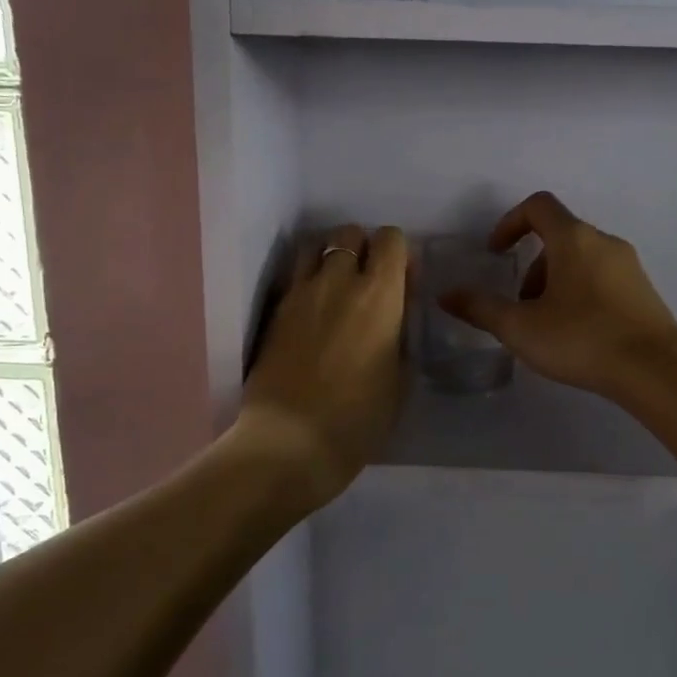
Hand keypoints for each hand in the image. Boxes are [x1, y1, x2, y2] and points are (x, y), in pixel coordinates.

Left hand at [240, 224, 407, 506]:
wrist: (290, 442)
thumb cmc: (358, 419)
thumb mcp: (400, 378)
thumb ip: (401, 333)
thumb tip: (396, 312)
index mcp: (379, 295)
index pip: (390, 239)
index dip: (399, 253)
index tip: (402, 281)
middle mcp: (338, 281)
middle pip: (349, 234)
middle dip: (363, 248)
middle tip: (367, 283)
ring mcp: (300, 294)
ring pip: (314, 247)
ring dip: (329, 258)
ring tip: (335, 290)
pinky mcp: (274, 312)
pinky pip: (293, 278)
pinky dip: (306, 282)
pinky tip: (312, 313)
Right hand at [440, 192, 676, 400]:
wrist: (656, 369)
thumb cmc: (582, 338)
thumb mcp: (520, 327)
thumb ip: (480, 308)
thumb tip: (446, 295)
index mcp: (574, 238)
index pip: (538, 206)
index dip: (510, 223)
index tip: (496, 253)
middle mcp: (604, 242)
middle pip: (559, 236)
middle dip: (532, 266)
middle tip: (521, 305)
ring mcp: (629, 266)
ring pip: (581, 260)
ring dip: (555, 282)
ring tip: (547, 326)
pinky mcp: (644, 291)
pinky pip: (602, 278)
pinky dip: (581, 293)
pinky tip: (578, 335)